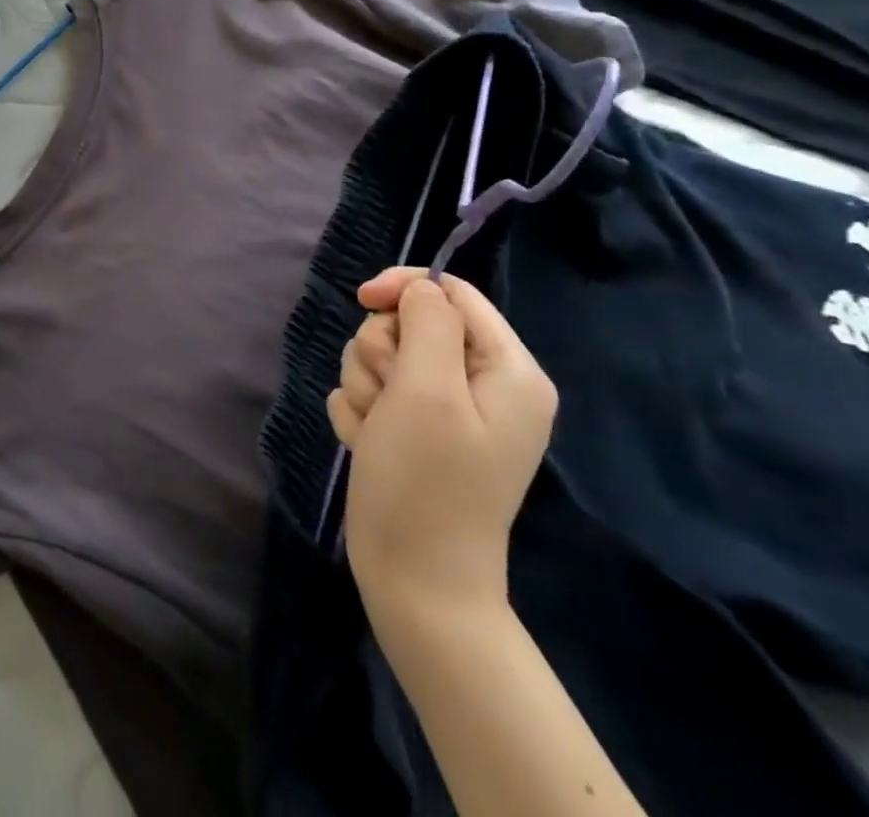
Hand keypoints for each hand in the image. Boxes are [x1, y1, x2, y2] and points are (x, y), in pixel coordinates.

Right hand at [328, 268, 556, 622]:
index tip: (361, 299)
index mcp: (508, 371)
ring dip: (366, 387)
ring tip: (378, 431)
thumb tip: (421, 290)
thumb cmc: (426, 482)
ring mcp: (446, 412)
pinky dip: (361, 413)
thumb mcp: (428, 390)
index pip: (452, 293)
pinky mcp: (413, 432)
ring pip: (381, 356)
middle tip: (388, 398)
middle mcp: (481, 385)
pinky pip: (369, 392)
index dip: (403, 288)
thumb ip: (427, 323)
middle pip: (409, 323)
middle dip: (381, 352)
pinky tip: (370, 446)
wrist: (414, 580)